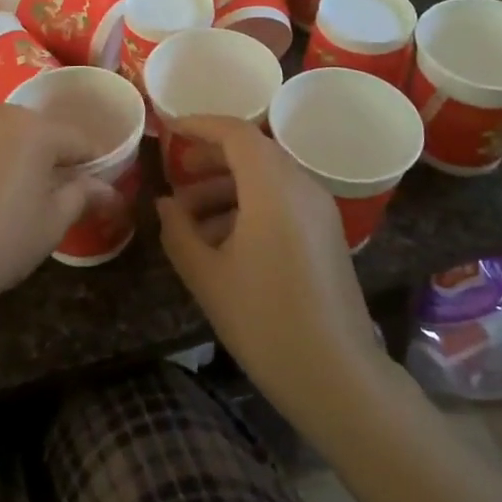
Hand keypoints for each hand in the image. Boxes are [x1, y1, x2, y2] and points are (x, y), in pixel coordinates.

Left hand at [0, 81, 100, 326]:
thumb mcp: (50, 226)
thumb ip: (80, 197)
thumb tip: (109, 189)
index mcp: (38, 134)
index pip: (78, 140)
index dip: (91, 163)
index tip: (95, 187)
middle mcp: (2, 115)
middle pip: (38, 127)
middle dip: (51, 152)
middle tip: (51, 191)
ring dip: (10, 131)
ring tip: (9, 163)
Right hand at [156, 117, 382, 420]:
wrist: (336, 375)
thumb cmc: (264, 320)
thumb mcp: (206, 274)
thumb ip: (178, 231)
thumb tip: (166, 204)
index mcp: (273, 186)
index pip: (235, 132)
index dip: (200, 126)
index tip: (170, 131)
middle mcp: (301, 186)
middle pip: (253, 151)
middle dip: (211, 158)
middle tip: (177, 175)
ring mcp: (319, 211)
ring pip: (267, 178)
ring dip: (227, 186)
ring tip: (190, 218)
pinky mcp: (327, 234)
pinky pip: (283, 200)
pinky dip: (249, 205)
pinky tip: (222, 240)